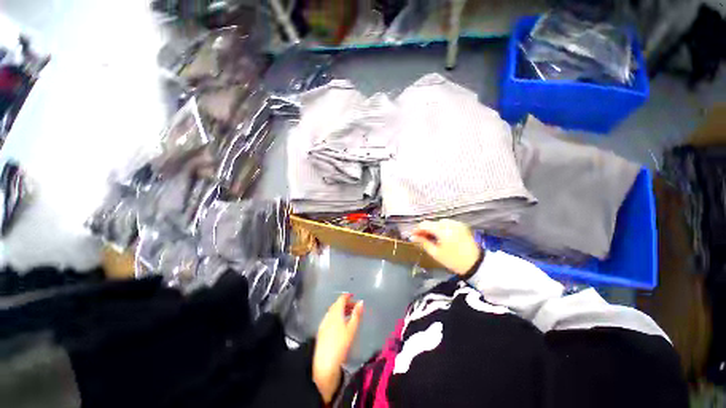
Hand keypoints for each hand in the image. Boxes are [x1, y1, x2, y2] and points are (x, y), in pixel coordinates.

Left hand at [313, 293, 363, 403]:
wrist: (325, 363)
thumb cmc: (341, 344)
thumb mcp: (352, 328)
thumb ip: (357, 314)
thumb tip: (361, 301)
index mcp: (336, 312)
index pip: (341, 299)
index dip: (347, 296)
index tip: (353, 296)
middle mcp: (328, 315)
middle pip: (336, 305)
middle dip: (345, 304)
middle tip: (354, 307)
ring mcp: (323, 323)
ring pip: (333, 311)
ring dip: (340, 310)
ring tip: (349, 315)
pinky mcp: (321, 331)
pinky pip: (330, 318)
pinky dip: (336, 317)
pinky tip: (340, 324)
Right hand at [411, 219, 481, 275]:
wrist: (476, 264)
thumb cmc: (454, 260)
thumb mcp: (436, 253)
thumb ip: (423, 243)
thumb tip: (413, 237)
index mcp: (442, 229)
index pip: (425, 224)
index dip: (417, 229)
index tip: (413, 236)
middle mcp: (449, 223)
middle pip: (433, 223)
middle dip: (426, 230)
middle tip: (421, 238)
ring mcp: (457, 224)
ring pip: (440, 223)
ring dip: (434, 229)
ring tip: (431, 238)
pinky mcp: (462, 226)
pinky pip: (448, 225)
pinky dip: (442, 229)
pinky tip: (441, 237)